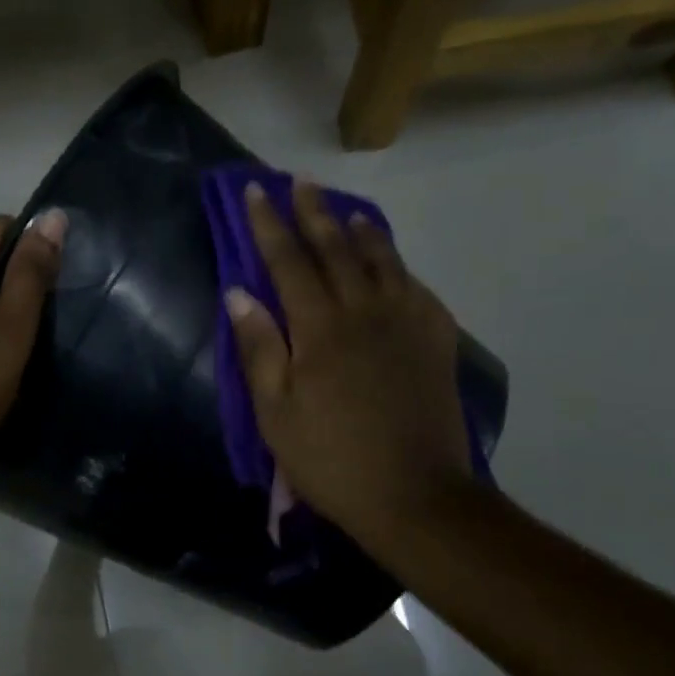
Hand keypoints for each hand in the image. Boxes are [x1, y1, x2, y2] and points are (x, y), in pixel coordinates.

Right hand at [225, 182, 471, 551]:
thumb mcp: (276, 412)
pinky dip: (399, 267)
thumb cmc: (331, 458)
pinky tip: (393, 265)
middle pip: (336, 249)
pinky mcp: (436, 341)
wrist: (414, 494)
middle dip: (314, 212)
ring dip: (360, 230)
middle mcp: (365, 311)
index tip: (255, 191)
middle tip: (301, 181)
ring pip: (382, 260)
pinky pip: (416, 288)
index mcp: (320, 328)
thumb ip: (259, 347)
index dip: (268, 224)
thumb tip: (238, 292)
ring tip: (347, 211)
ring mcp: (407, 323)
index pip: (288, 261)